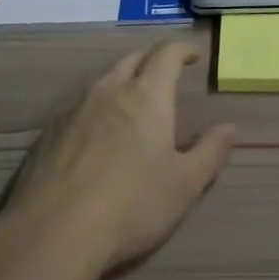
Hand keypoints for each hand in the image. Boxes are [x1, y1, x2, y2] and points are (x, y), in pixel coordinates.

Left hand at [2, 40, 235, 275]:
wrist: (54, 230)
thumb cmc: (132, 205)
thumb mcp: (185, 184)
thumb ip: (210, 151)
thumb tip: (229, 127)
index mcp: (146, 95)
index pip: (166, 53)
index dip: (182, 49)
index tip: (193, 55)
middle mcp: (109, 89)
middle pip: (132, 59)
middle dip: (152, 60)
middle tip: (165, 75)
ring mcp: (74, 107)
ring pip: (103, 79)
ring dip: (122, 81)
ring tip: (132, 102)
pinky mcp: (49, 130)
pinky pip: (79, 104)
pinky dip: (96, 107)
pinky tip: (96, 133)